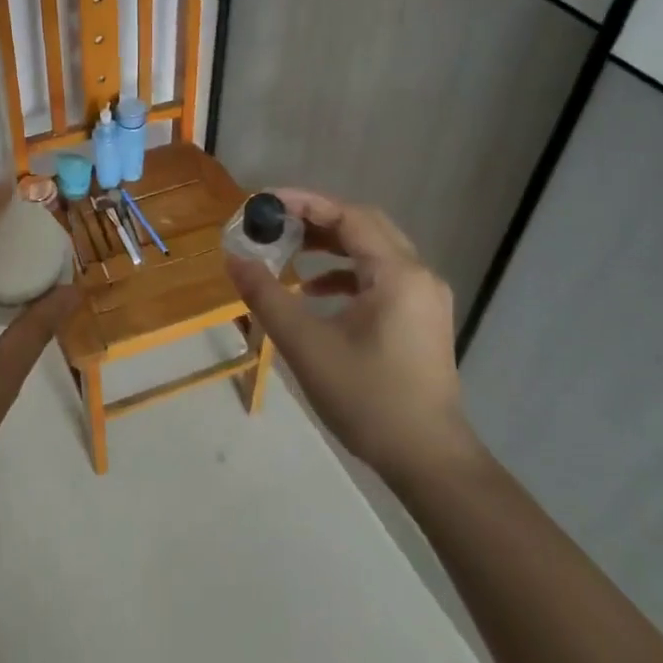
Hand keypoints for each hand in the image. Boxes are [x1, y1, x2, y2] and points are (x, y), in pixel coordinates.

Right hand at [223, 189, 472, 478]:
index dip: (305, 203)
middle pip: (364, 227)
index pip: (349, 216)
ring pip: (374, 251)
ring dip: (331, 246)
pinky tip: (315, 292)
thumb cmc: (368, 398)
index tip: (265, 202)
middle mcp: (418, 275)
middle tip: (275, 222)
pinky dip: (346, 274)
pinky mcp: (422, 318)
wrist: (428, 460)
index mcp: (397, 273)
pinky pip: (381, 277)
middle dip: (317, 220)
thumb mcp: (306, 345)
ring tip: (290, 251)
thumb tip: (234, 258)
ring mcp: (424, 298)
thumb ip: (267, 296)